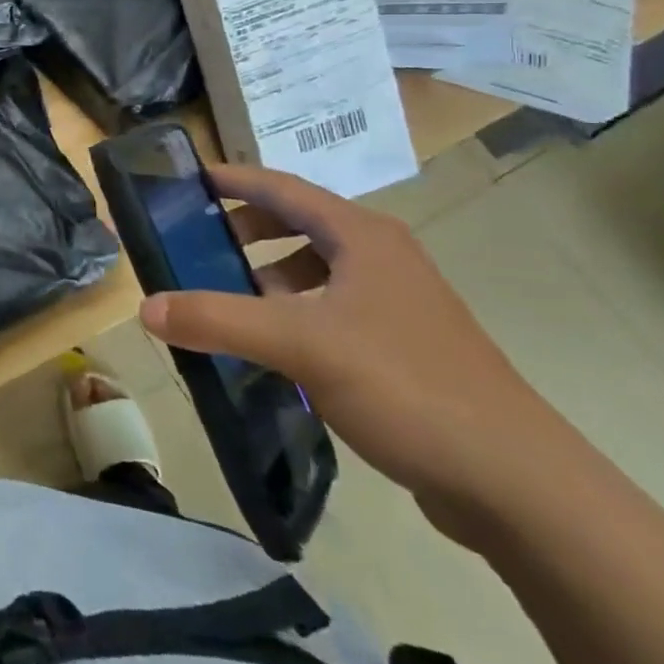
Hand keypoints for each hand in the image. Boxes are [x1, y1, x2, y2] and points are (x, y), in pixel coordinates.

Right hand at [138, 163, 568, 540]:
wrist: (517, 484)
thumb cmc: (405, 386)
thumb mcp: (300, 344)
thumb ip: (218, 319)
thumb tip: (145, 308)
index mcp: (361, 236)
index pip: (281, 186)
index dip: (231, 179)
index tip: (184, 182)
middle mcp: (381, 257)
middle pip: (299, 223)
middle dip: (245, 229)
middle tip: (196, 243)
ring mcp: (398, 303)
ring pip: (316, 269)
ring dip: (269, 274)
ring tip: (227, 298)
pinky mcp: (403, 347)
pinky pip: (332, 310)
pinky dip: (294, 314)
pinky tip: (273, 350)